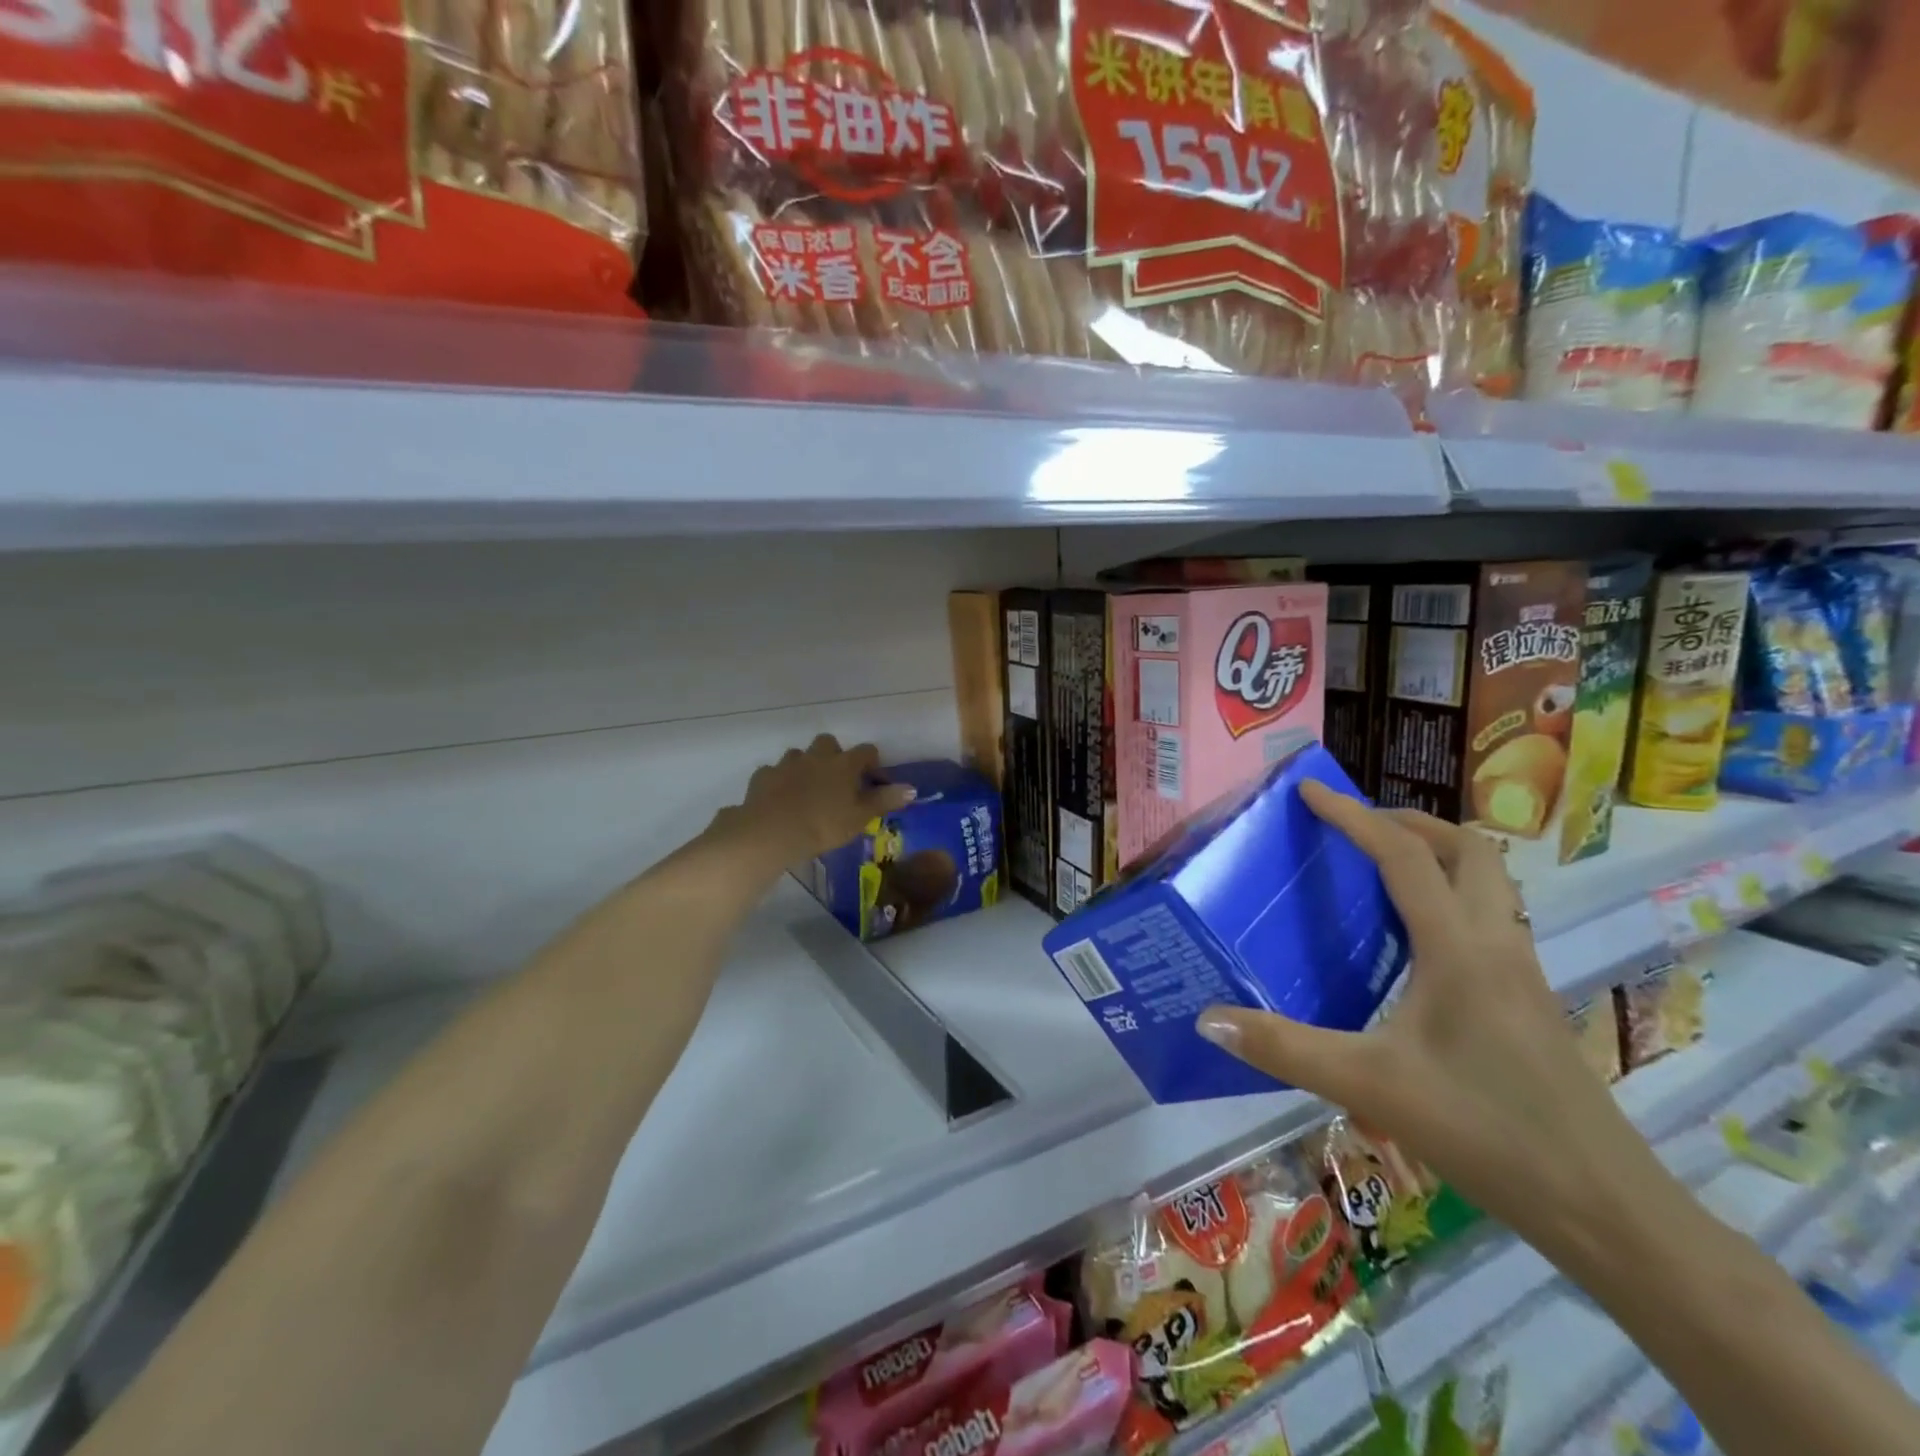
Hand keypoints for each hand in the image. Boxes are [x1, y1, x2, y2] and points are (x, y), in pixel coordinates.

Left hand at [720, 735, 916, 869]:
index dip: (872, 763)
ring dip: (805, 766)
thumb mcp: (860, 817)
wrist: (772, 832)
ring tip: (807, 789)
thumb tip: (912, 788)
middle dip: (834, 755)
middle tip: (836, 780)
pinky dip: (779, 781)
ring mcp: (787, 764)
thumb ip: (884, 800)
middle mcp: (817, 756)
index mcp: (844, 764)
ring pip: (799, 755)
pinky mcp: (764, 776)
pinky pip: (774, 772)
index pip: (866, 751)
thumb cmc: (823, 825)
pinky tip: (780, 797)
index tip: (874, 780)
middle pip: (829, 742)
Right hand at [1194, 782, 1663, 1254]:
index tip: (1309, 792)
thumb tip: (1208, 1019)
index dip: (1353, 816)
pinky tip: (1418, 942)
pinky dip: (1453, 898)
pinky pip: (1493, 919)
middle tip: (1358, 828)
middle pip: (1469, 850)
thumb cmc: (1486, 1131)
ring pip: (1491, 883)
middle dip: (1411, 823)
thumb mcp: (1369, 1086)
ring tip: (1383, 871)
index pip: (1403, 857)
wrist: (1605, 1207)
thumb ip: (1285, 1049)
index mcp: (1458, 949)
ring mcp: (1523, 973)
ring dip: (1440, 857)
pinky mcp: (1531, 1002)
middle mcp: (1497, 945)